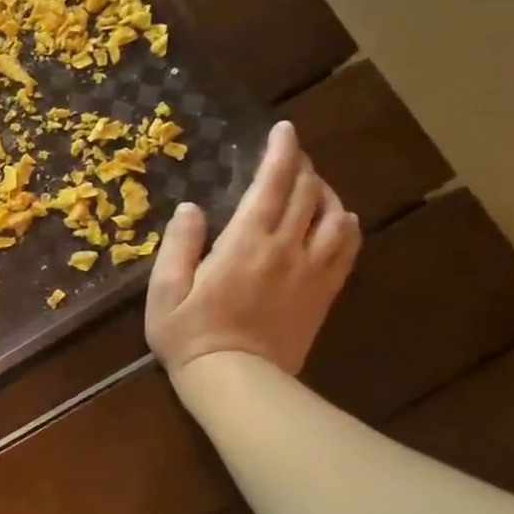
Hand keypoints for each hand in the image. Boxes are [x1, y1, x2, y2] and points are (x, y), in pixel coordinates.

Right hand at [145, 120, 361, 386]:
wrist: (237, 382)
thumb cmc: (190, 335)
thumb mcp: (165, 291)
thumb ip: (178, 245)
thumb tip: (191, 208)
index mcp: (245, 243)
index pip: (271, 185)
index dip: (280, 153)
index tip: (283, 130)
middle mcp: (286, 249)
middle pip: (307, 194)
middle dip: (302, 166)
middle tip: (291, 153)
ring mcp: (311, 271)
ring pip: (334, 216)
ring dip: (325, 192)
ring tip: (312, 184)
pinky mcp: (324, 293)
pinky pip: (347, 249)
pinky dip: (346, 225)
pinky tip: (339, 220)